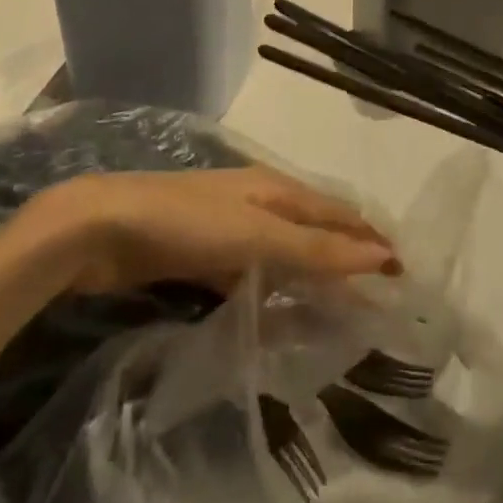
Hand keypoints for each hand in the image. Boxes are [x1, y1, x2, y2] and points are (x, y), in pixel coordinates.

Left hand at [23, 167, 399, 292]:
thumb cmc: (186, 224)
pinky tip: (276, 314)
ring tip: (335, 311)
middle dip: (345, 256)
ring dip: (309, 276)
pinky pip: (251, 273)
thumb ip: (315, 249)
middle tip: (376, 296)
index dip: (370, 238)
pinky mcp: (201, 253)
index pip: (338, 213)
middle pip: (314, 229)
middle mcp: (259, 202)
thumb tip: (381, 256)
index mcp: (276, 188)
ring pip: (283, 252)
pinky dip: (272, 291)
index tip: (402, 272)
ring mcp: (228, 227)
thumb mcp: (257, 235)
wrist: (101, 228)